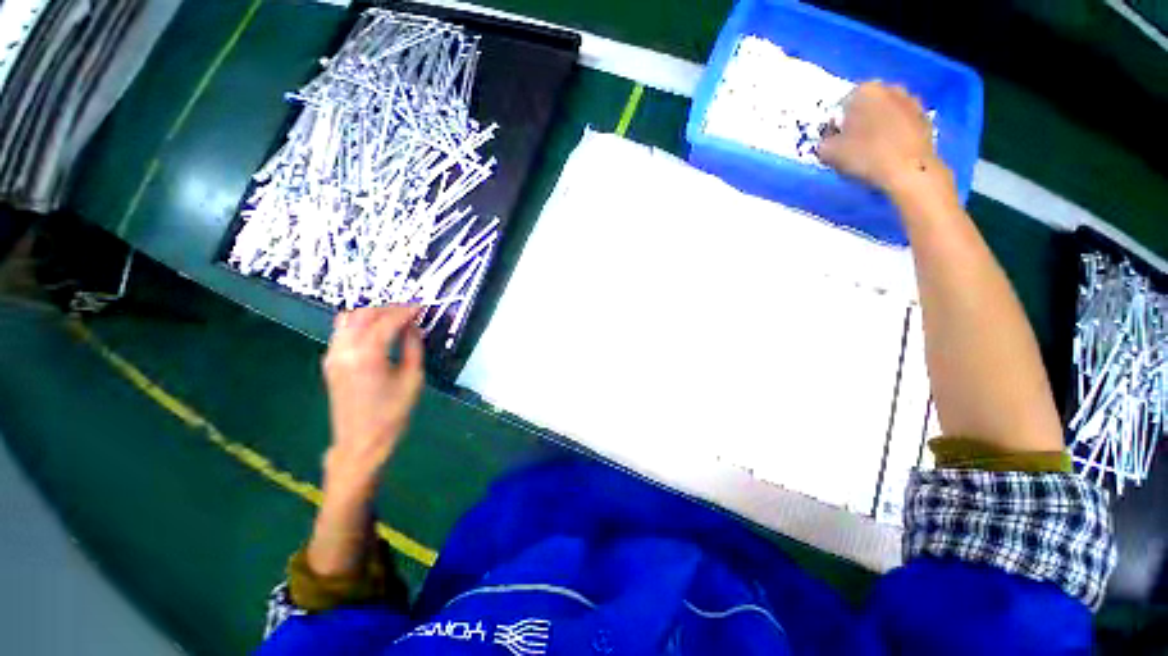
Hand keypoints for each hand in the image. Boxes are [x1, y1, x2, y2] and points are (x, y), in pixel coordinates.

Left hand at [321, 306, 424, 491]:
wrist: (361, 441)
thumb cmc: (392, 413)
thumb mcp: (413, 378)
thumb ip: (413, 347)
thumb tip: (413, 327)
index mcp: (367, 355)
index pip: (387, 321)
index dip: (406, 311)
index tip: (422, 307)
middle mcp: (345, 350)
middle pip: (364, 314)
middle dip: (389, 309)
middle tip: (410, 312)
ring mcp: (333, 355)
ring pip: (348, 319)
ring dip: (372, 313)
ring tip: (394, 319)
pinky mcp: (330, 362)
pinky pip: (342, 332)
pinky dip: (360, 324)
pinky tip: (376, 331)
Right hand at [819, 82, 945, 197]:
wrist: (908, 171)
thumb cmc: (865, 156)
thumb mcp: (827, 153)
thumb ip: (823, 142)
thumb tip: (828, 140)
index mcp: (865, 91)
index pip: (841, 105)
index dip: (835, 124)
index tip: (834, 141)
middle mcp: (890, 88)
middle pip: (866, 106)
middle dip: (858, 121)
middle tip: (851, 145)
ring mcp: (912, 101)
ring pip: (885, 113)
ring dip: (877, 126)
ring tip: (871, 150)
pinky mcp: (925, 118)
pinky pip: (902, 124)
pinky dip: (894, 134)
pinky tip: (889, 152)